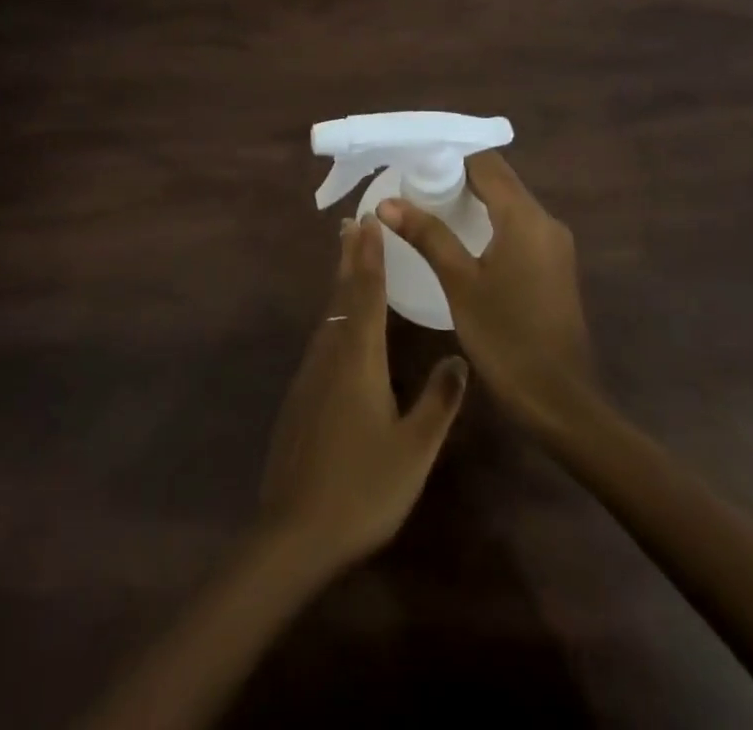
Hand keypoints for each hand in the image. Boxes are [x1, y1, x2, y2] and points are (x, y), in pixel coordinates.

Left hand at [259, 218, 468, 574]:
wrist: (293, 532)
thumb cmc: (362, 488)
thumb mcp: (414, 449)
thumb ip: (438, 401)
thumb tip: (459, 357)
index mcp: (359, 359)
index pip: (366, 294)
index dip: (370, 256)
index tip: (368, 221)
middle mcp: (330, 354)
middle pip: (340, 295)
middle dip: (349, 258)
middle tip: (351, 224)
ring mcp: (310, 375)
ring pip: (328, 316)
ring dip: (339, 284)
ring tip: (348, 261)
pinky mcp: (300, 396)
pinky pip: (321, 339)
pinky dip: (333, 315)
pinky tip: (339, 327)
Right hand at [376, 151, 595, 437]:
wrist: (560, 401)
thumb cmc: (506, 338)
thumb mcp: (460, 284)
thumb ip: (427, 236)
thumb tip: (387, 202)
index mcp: (525, 217)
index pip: (486, 162)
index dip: (450, 154)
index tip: (414, 158)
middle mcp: (545, 221)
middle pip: (499, 179)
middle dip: (458, 175)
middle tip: (414, 181)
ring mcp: (554, 244)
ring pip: (509, 202)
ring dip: (474, 198)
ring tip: (429, 203)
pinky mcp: (554, 265)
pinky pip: (518, 225)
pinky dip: (489, 219)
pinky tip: (461, 236)